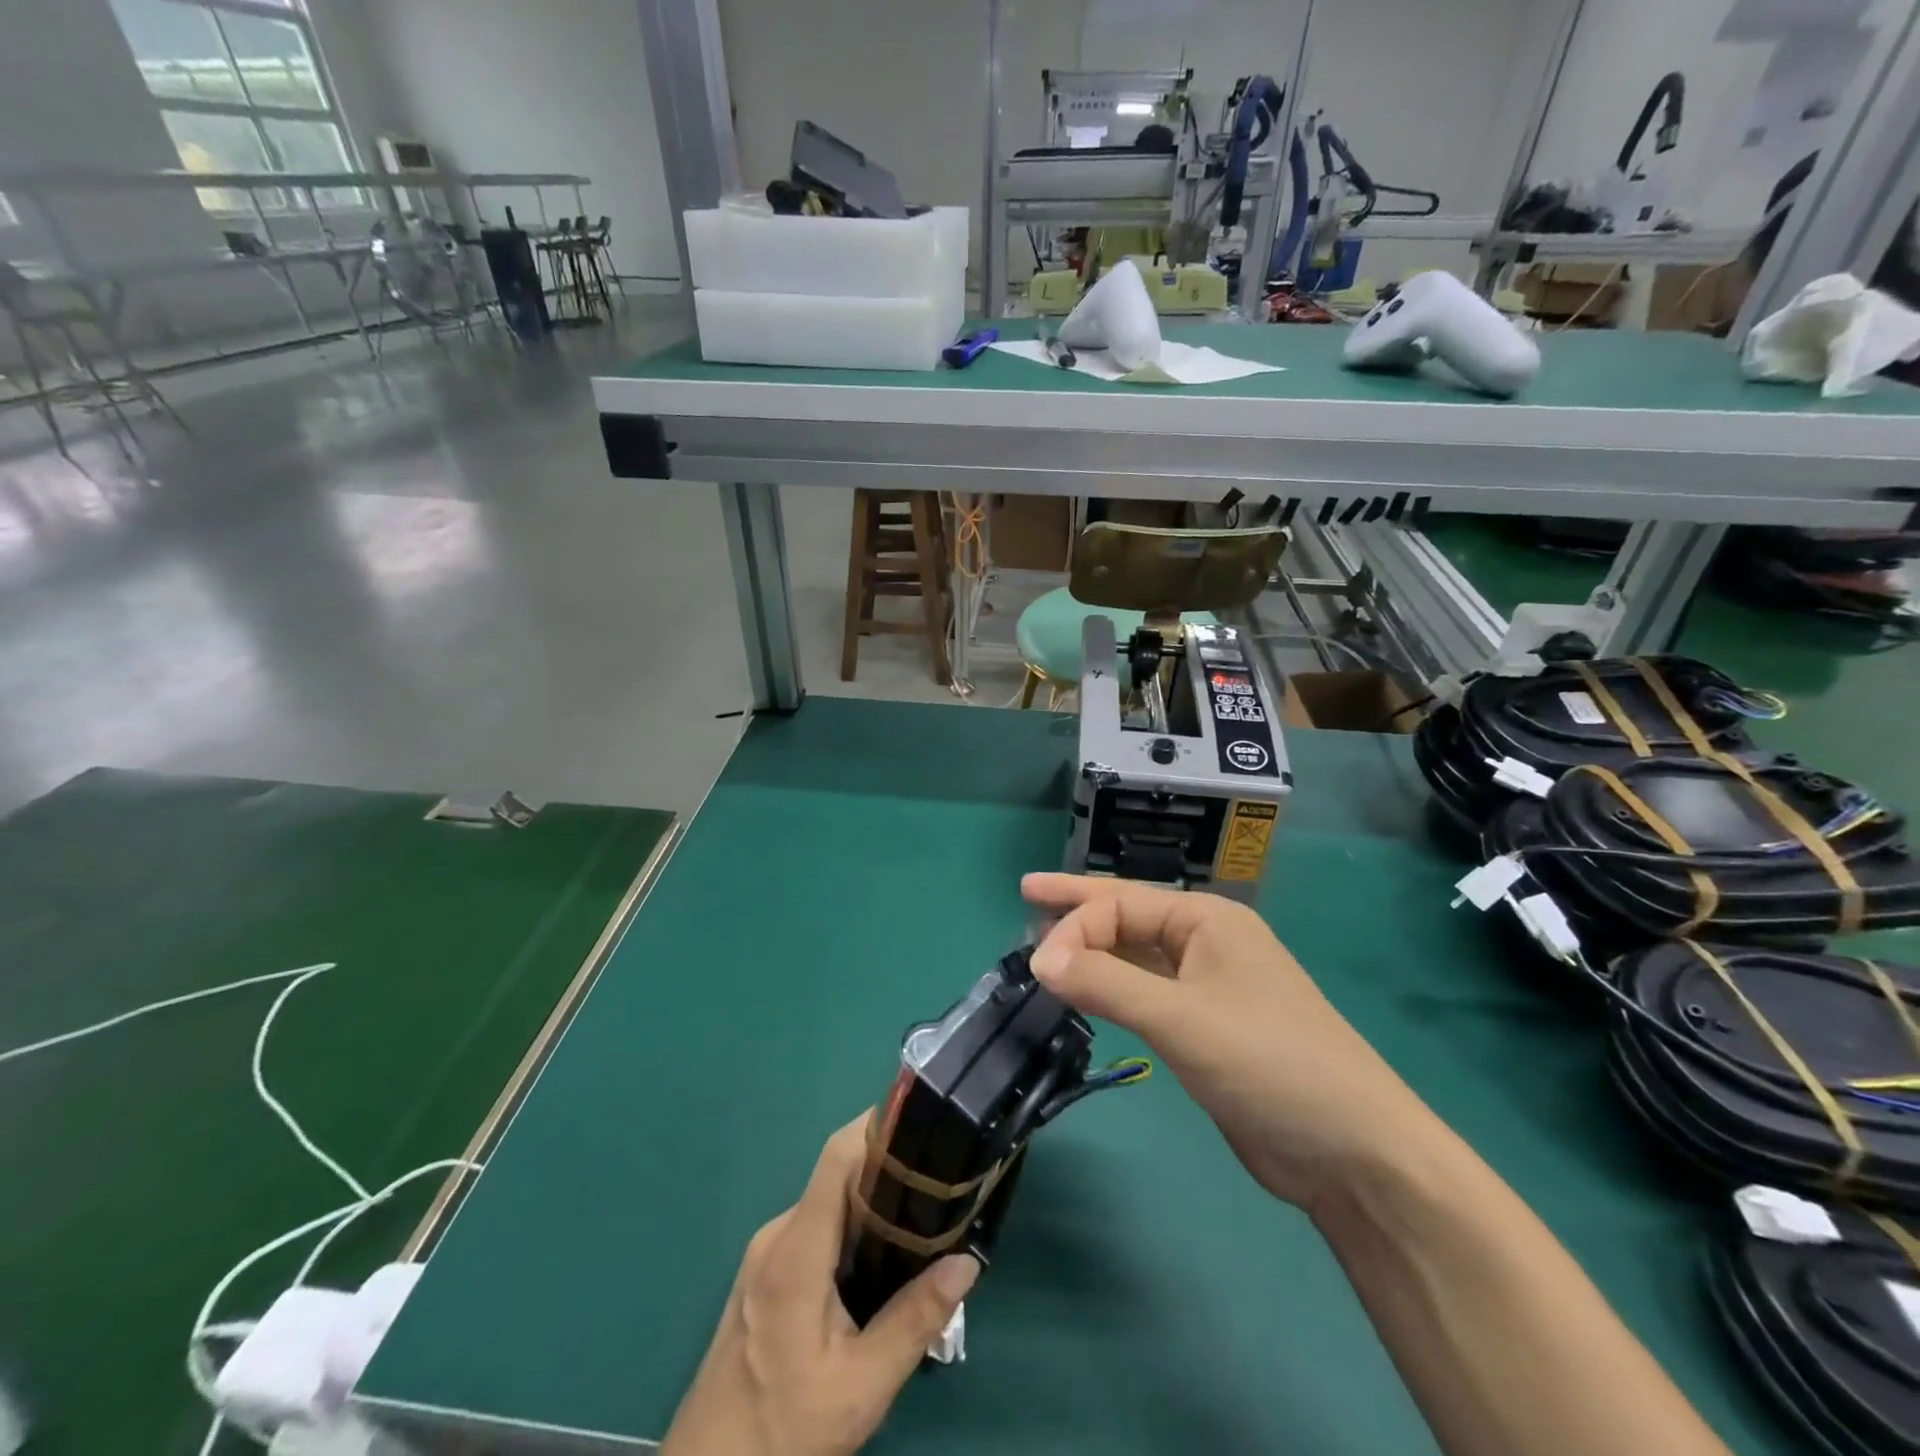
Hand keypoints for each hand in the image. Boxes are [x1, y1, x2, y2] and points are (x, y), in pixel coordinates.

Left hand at [660, 1115, 980, 1455]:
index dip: (876, 1128)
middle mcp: (778, 1235)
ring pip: (828, 1207)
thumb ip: (915, 1319)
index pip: (837, 1158)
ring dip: (870, 1208)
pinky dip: (849, 1233)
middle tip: (938, 1189)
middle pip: (837, 1179)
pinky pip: (814, 1232)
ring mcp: (766, 1254)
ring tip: (920, 1228)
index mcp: (797, 1249)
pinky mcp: (763, 1275)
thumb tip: (967, 1262)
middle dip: (888, 1174)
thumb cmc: (783, 1432)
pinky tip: (879, 1268)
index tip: (921, 1123)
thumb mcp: (862, 1386)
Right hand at [1023, 873, 1433, 1212]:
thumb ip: (1107, 984)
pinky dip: (1112, 986)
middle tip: (1027, 896)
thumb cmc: (1269, 1063)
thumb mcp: (1181, 1019)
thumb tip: (1039, 960)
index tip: (1037, 967)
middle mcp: (1206, 942)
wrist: (1351, 1150)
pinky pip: (1146, 991)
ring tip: (1045, 944)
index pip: (1121, 905)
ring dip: (1092, 949)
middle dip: (1079, 909)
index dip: (1074, 927)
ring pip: (1136, 954)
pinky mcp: (1206, 1027)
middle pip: (1128, 916)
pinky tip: (1086, 989)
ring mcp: (1208, 985)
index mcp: (1206, 920)